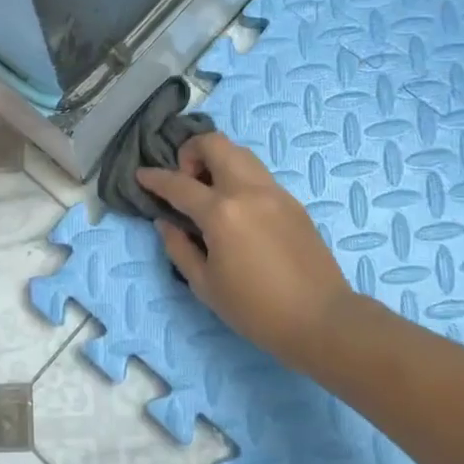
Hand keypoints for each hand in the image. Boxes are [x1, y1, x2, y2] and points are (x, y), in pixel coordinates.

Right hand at [135, 132, 353, 364]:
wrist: (322, 320)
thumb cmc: (256, 310)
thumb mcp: (205, 285)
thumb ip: (179, 248)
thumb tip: (166, 222)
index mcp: (221, 213)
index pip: (179, 183)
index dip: (155, 178)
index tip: (142, 175)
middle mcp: (247, 191)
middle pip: (215, 144)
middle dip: (191, 151)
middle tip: (185, 181)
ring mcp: (274, 192)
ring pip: (240, 153)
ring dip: (217, 160)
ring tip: (209, 191)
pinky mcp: (293, 202)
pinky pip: (258, 174)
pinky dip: (238, 177)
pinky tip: (236, 209)